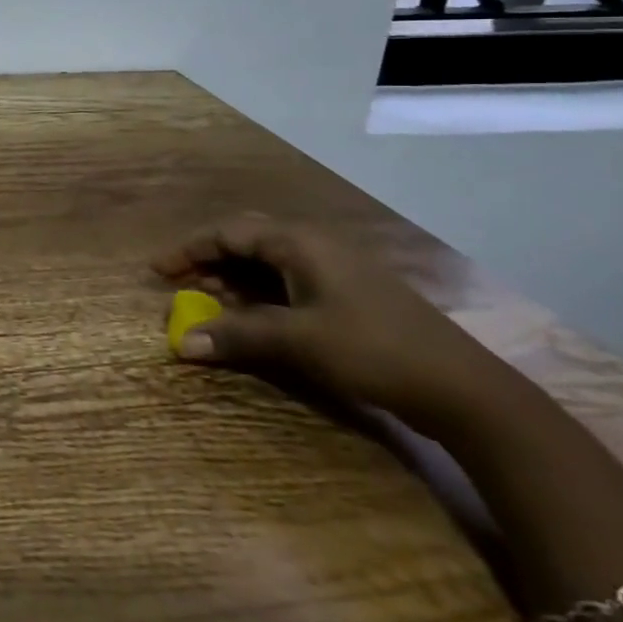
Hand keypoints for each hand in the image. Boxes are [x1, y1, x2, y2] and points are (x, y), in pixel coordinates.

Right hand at [151, 216, 501, 431]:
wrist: (465, 390)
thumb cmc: (372, 350)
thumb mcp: (296, 341)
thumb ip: (236, 335)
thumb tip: (180, 342)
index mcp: (299, 242)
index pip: (228, 232)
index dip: (188, 248)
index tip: (157, 270)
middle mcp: (315, 245)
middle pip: (246, 240)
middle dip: (209, 259)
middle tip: (180, 282)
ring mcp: (336, 269)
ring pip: (268, 262)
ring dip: (234, 279)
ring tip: (208, 300)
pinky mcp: (349, 294)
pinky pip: (288, 281)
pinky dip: (259, 293)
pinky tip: (252, 316)